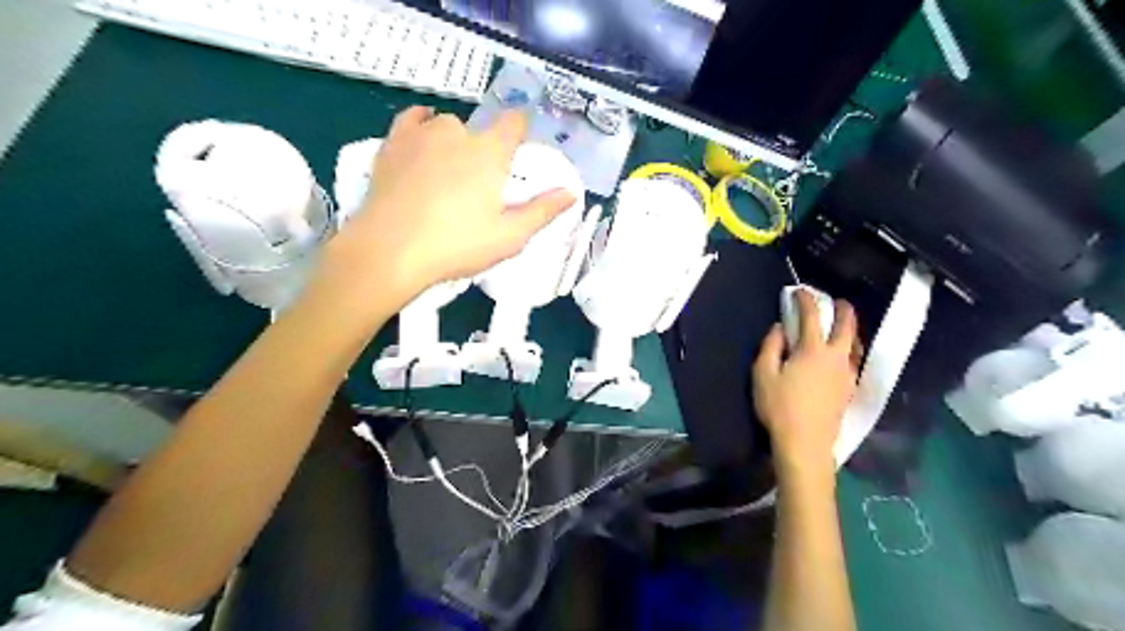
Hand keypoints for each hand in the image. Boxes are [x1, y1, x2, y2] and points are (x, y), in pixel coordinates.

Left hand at [318, 108, 574, 313]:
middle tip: (480, 186)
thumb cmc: (457, 245)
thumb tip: (571, 194)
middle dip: (485, 150)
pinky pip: (411, 119)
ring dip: (454, 141)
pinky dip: (421, 123)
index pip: (514, 123)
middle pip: (480, 130)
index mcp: (490, 153)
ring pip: (446, 126)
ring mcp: (421, 135)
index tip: (519, 152)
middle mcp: (458, 133)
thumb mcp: (509, 236)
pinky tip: (423, 136)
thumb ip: (542, 212)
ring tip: (449, 171)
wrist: (390, 251)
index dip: (520, 131)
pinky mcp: (392, 144)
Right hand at [754, 289, 862, 476]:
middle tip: (837, 301)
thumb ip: (770, 347)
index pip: (812, 317)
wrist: (805, 443)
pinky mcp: (849, 389)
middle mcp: (836, 357)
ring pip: (855, 344)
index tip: (800, 291)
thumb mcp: (763, 374)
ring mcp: (847, 374)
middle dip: (843, 309)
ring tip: (843, 326)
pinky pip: (854, 360)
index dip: (806, 300)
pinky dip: (850, 349)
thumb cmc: (779, 407)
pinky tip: (844, 355)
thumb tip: (779, 328)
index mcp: (813, 350)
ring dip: (850, 330)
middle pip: (847, 326)